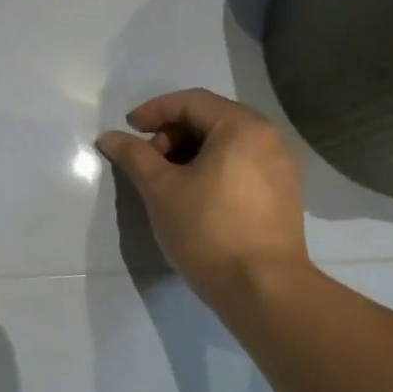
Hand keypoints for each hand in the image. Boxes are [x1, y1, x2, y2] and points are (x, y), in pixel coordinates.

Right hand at [97, 89, 309, 311]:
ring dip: (189, 152)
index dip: (153, 111)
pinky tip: (192, 196)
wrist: (262, 289)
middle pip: (211, 119)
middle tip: (147, 159)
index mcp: (242, 128)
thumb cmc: (207, 229)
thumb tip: (109, 137)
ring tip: (165, 180)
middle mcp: (269, 139)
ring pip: (226, 144)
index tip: (128, 131)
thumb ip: (134, 156)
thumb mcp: (160, 189)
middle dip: (171, 134)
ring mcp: (281, 169)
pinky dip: (211, 169)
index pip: (191, 102)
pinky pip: (241, 166)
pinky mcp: (283, 196)